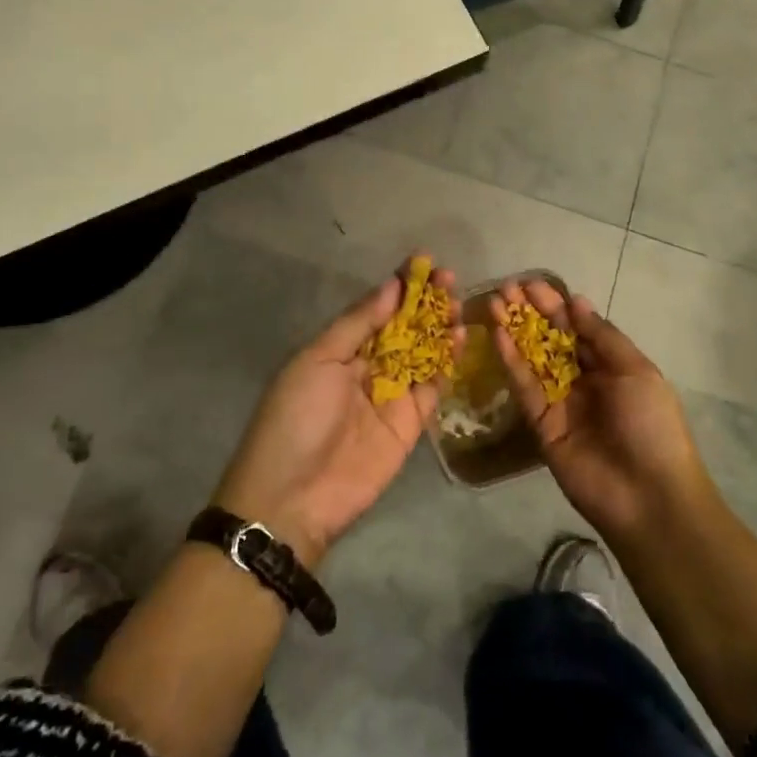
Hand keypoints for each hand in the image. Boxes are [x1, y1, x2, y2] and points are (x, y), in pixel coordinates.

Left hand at [214, 258, 460, 568]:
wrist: (294, 497)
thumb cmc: (296, 417)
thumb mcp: (317, 360)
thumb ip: (358, 324)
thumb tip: (392, 285)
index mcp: (338, 349)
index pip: (375, 308)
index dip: (399, 285)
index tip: (424, 260)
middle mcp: (366, 367)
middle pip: (403, 327)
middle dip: (426, 302)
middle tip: (449, 279)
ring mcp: (391, 394)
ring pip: (422, 352)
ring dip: (441, 327)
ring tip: (460, 304)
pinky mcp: (410, 422)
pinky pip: (433, 385)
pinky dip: (448, 361)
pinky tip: (461, 337)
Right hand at [491, 281, 709, 540]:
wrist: (648, 496)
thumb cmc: (651, 425)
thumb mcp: (635, 371)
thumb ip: (602, 336)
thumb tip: (576, 300)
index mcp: (612, 366)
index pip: (579, 328)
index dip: (556, 305)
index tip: (532, 284)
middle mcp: (584, 380)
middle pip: (552, 340)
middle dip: (530, 314)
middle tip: (506, 288)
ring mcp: (561, 402)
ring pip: (533, 359)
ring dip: (514, 331)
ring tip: (493, 303)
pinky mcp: (541, 424)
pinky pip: (525, 387)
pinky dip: (511, 361)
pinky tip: (498, 335)